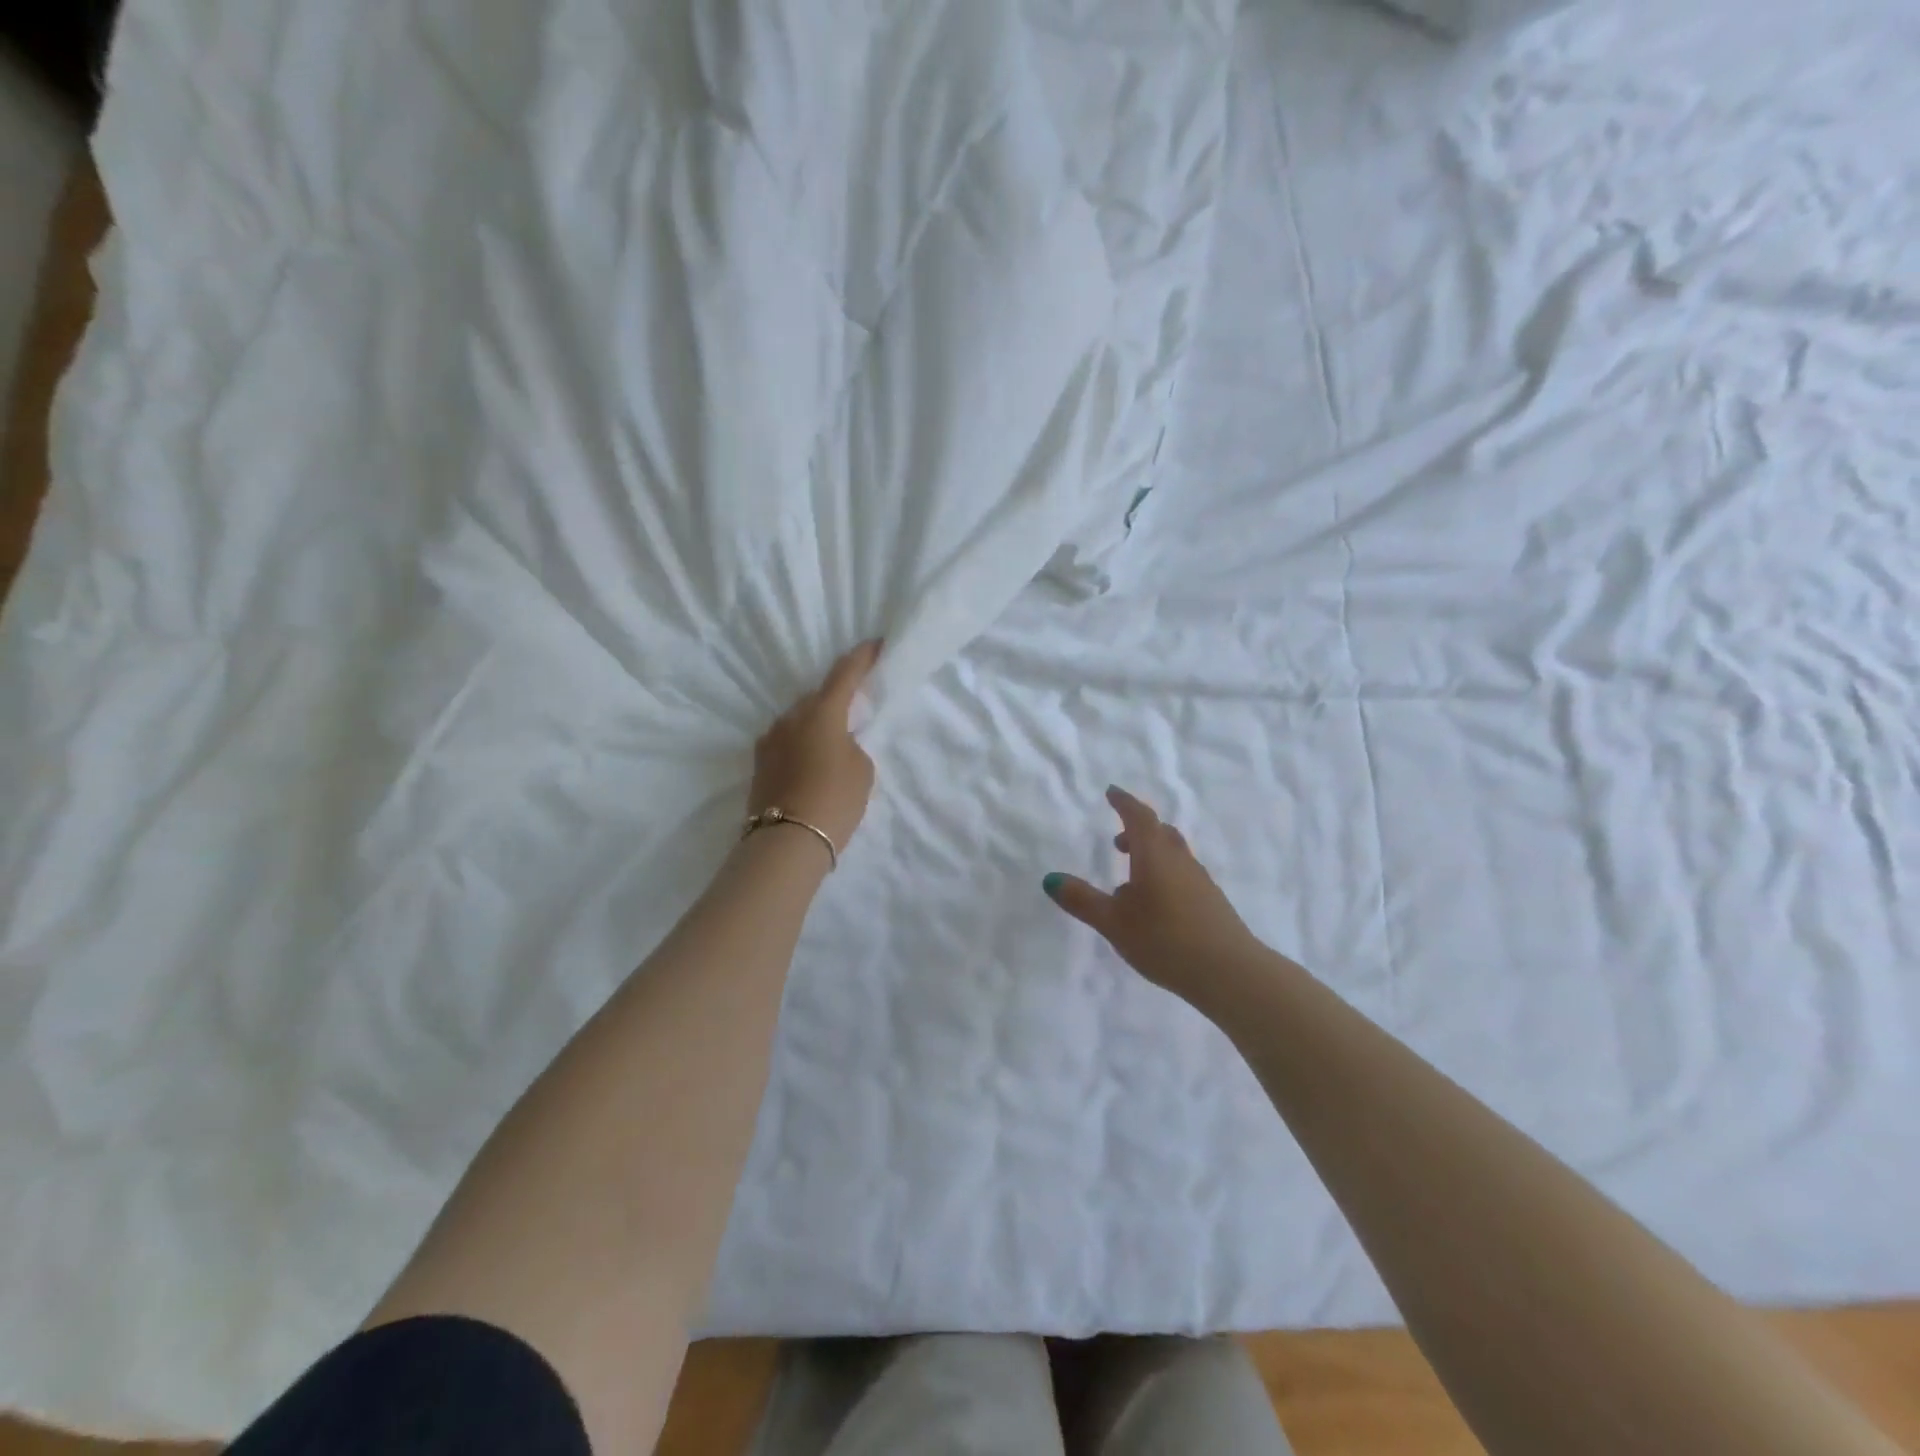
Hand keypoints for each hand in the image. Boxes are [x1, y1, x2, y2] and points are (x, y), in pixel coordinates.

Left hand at [748, 641, 881, 857]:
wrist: (786, 842)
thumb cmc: (834, 800)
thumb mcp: (861, 769)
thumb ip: (852, 745)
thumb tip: (835, 744)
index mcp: (822, 712)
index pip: (845, 673)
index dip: (862, 657)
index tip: (875, 644)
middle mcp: (791, 717)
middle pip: (818, 696)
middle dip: (837, 697)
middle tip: (855, 707)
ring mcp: (770, 739)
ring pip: (799, 719)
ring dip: (816, 723)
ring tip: (832, 742)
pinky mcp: (759, 762)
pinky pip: (786, 740)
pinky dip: (801, 742)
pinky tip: (810, 761)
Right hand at [1045, 786, 1258, 1001]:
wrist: (1230, 972)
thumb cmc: (1165, 940)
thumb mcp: (1114, 922)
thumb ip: (1082, 900)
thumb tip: (1050, 879)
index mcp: (1154, 855)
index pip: (1138, 817)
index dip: (1124, 802)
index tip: (1111, 792)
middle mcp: (1179, 860)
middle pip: (1160, 832)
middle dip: (1137, 829)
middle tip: (1117, 838)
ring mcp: (1200, 881)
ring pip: (1174, 854)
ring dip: (1152, 853)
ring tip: (1131, 877)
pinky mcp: (1211, 902)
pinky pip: (1183, 874)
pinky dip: (1165, 874)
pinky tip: (1155, 905)